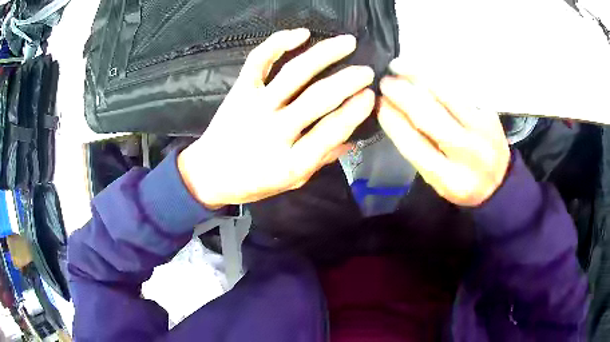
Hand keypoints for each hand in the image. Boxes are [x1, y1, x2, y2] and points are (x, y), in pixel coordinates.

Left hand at [178, 28, 375, 208]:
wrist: (209, 174)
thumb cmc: (252, 182)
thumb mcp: (291, 182)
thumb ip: (320, 160)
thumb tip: (351, 140)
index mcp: (290, 161)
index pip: (331, 131)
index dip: (354, 112)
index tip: (370, 97)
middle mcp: (274, 130)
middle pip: (318, 99)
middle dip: (348, 81)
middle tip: (367, 71)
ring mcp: (255, 106)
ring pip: (294, 73)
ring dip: (325, 54)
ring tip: (348, 42)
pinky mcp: (240, 91)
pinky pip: (259, 61)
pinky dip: (278, 43)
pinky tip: (301, 33)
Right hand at [378, 66, 509, 206]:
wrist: (500, 182)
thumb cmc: (463, 184)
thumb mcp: (437, 181)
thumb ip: (418, 151)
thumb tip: (392, 113)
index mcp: (450, 179)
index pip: (415, 145)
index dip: (392, 121)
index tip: (378, 104)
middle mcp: (468, 154)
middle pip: (430, 117)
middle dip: (402, 95)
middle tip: (385, 81)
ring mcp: (483, 130)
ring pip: (447, 95)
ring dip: (419, 76)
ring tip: (399, 66)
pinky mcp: (490, 113)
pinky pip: (461, 89)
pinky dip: (439, 76)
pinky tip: (424, 69)